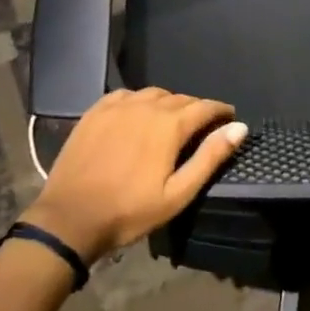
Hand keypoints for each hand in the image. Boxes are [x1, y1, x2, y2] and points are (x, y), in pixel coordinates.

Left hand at [22, 88, 247, 262]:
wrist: (70, 217)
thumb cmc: (129, 211)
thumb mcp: (177, 194)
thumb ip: (210, 158)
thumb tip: (239, 128)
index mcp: (169, 124)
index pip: (204, 107)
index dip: (220, 111)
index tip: (230, 117)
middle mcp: (146, 105)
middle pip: (180, 98)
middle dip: (195, 109)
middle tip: (202, 126)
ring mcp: (118, 105)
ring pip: (153, 94)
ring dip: (168, 103)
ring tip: (172, 121)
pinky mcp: (96, 110)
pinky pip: (127, 95)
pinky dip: (140, 101)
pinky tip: (138, 115)